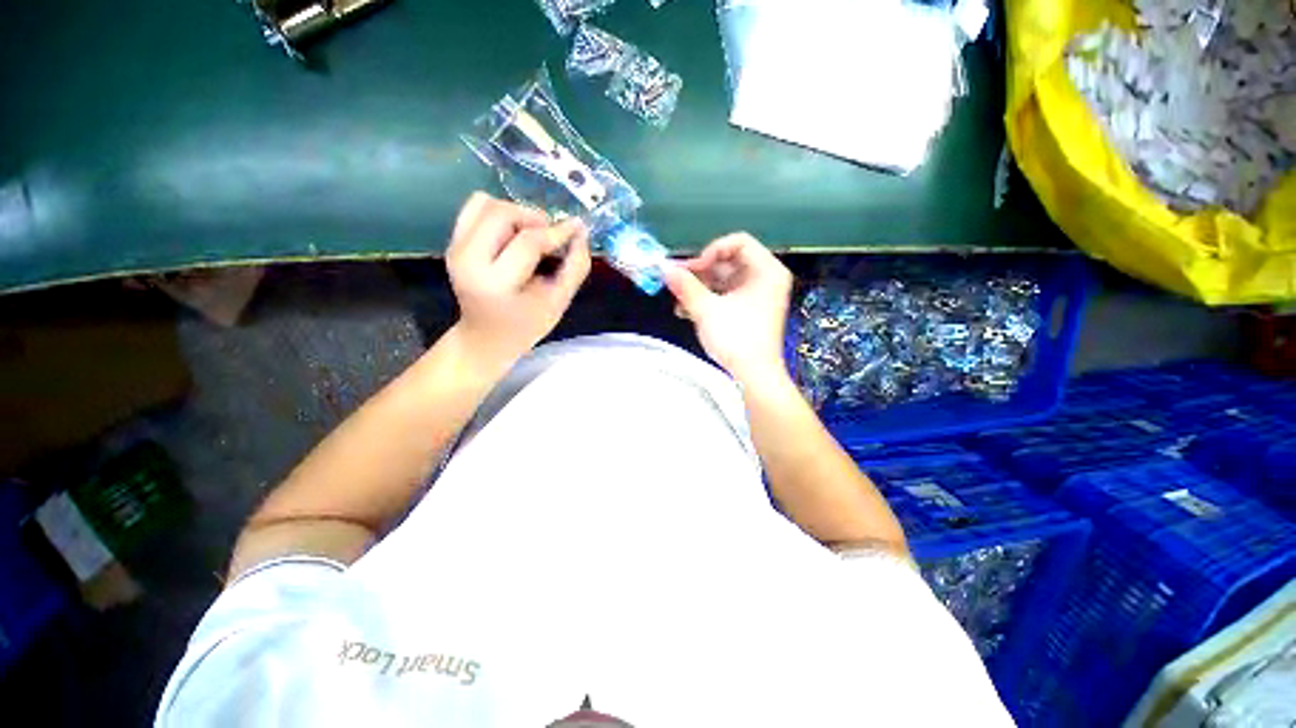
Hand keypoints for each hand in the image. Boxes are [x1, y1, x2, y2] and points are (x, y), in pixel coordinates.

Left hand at [446, 192, 590, 368]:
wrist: (487, 336)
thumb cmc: (527, 325)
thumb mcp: (559, 302)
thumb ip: (575, 268)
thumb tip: (581, 231)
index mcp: (496, 284)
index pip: (528, 242)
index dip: (557, 232)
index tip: (577, 228)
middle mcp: (468, 261)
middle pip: (502, 214)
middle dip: (534, 217)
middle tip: (551, 234)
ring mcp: (455, 249)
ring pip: (487, 204)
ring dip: (517, 213)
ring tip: (532, 234)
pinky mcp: (453, 242)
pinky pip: (475, 207)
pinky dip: (499, 212)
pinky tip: (513, 233)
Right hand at [663, 233, 792, 386]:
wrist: (754, 376)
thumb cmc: (737, 340)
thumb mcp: (707, 310)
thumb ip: (685, 286)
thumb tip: (664, 268)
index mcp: (766, 270)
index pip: (738, 242)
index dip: (711, 251)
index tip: (693, 269)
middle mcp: (765, 278)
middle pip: (728, 261)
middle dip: (700, 272)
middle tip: (677, 281)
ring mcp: (758, 295)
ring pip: (724, 280)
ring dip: (700, 288)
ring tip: (678, 301)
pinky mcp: (749, 310)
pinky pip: (726, 295)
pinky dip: (708, 299)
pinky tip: (686, 311)